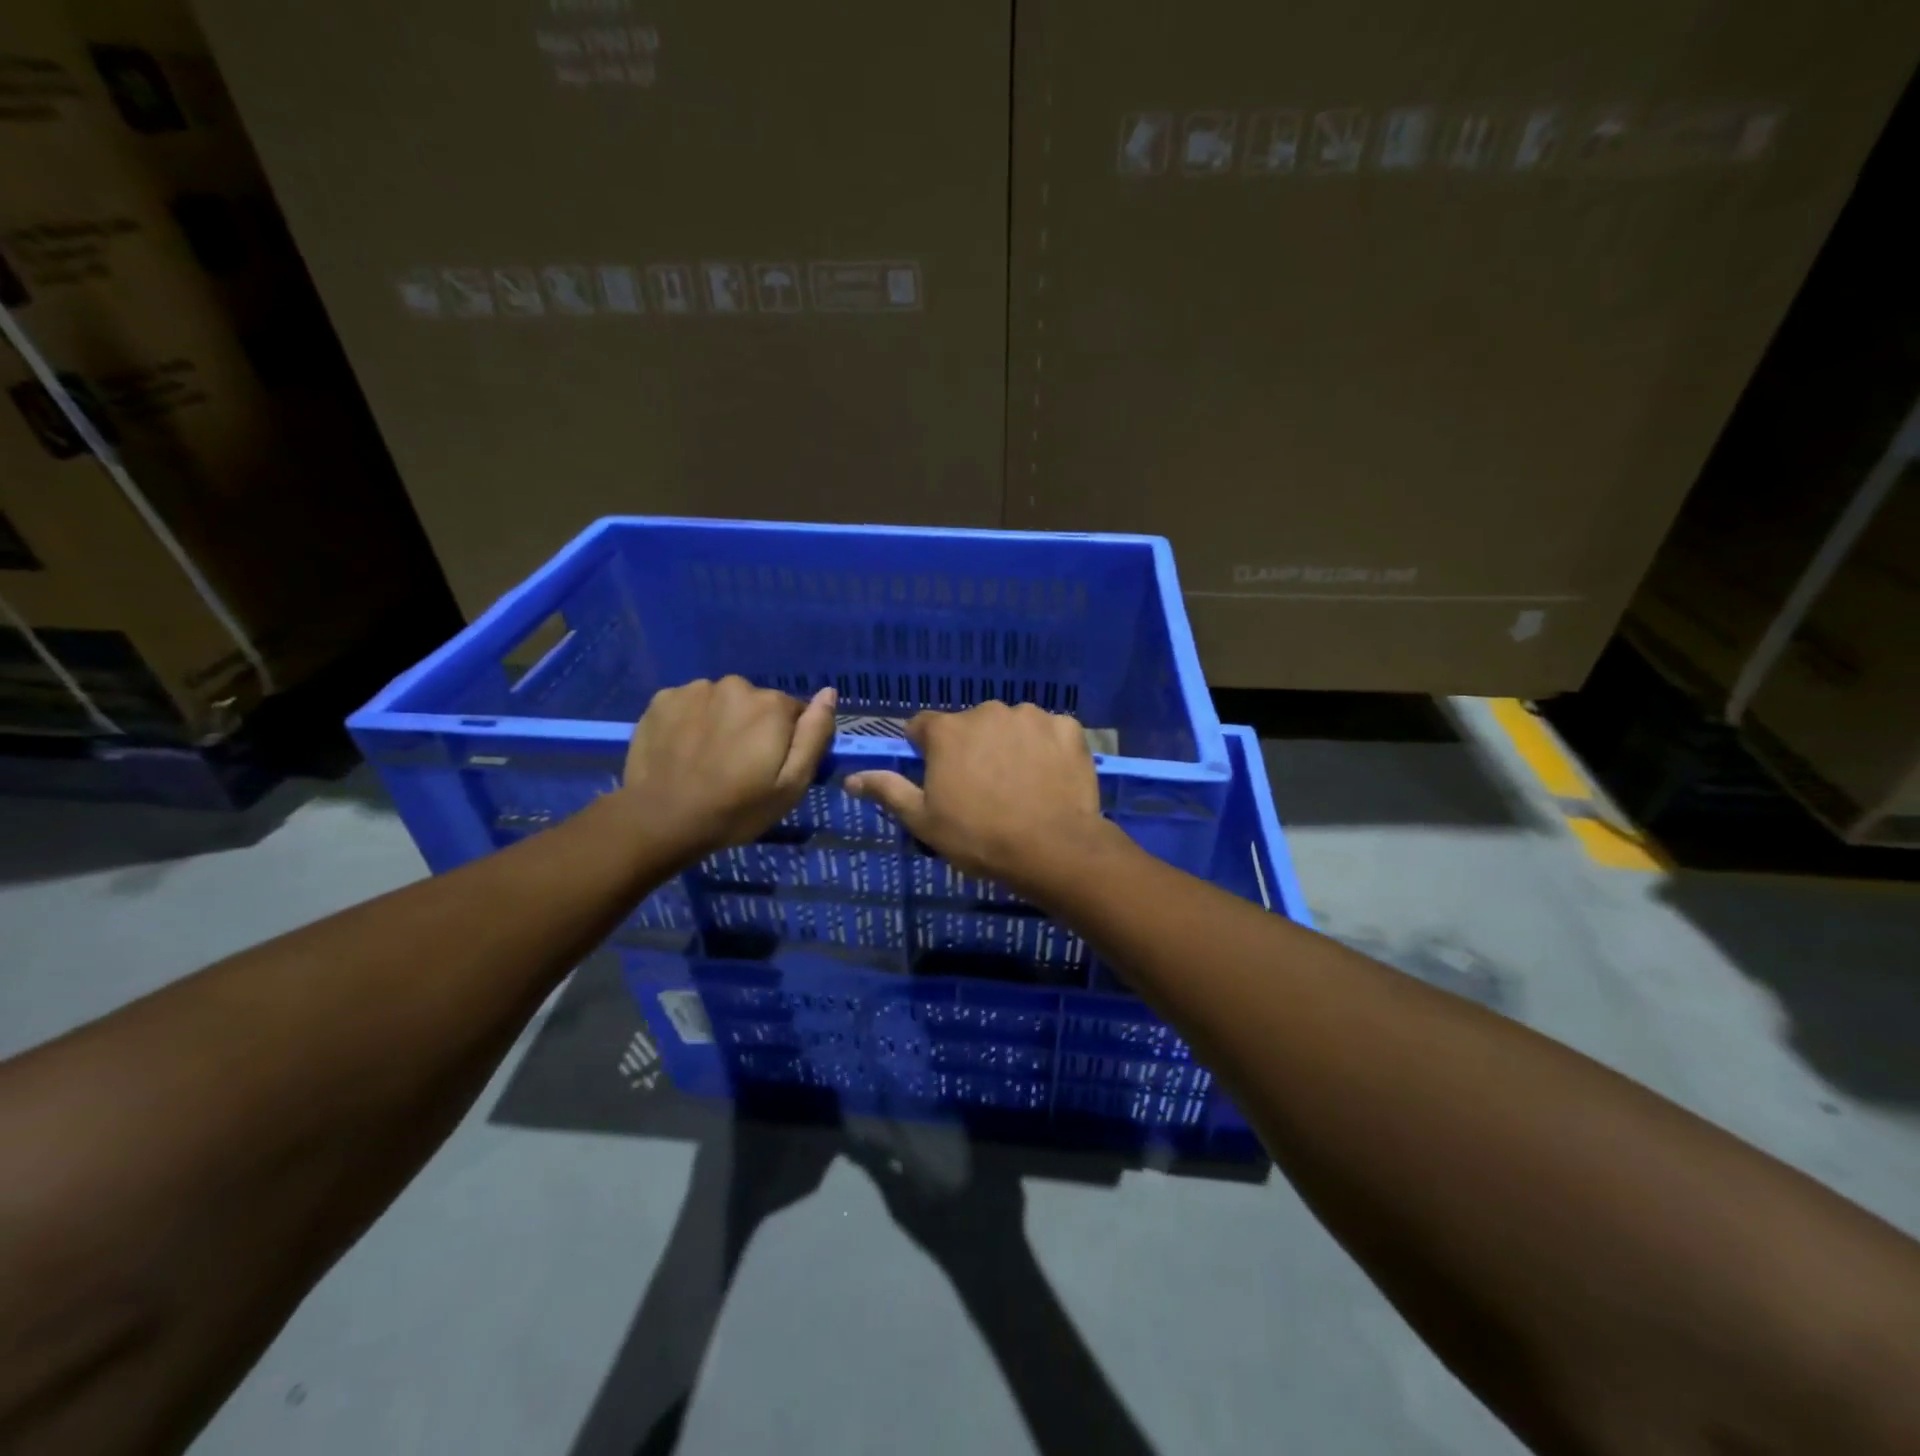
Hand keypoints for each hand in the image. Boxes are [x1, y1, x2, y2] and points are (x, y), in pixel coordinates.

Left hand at [619, 677, 836, 861]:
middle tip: (739, 766)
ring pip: (722, 702)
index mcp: (772, 705)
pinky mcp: (663, 699)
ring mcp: (695, 689)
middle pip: (756, 704)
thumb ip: (815, 734)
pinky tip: (684, 749)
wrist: (662, 820)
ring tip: (709, 758)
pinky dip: (691, 721)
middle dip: (754, 727)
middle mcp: (736, 685)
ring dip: (722, 721)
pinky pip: (690, 705)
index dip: (787, 740)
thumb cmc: (737, 808)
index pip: (794, 712)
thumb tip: (828, 693)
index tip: (771, 767)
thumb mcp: (792, 783)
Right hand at [844, 702, 1111, 897]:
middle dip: (972, 748)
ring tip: (1021, 784)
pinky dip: (1047, 748)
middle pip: (970, 725)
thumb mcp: (923, 821)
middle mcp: (987, 711)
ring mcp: (1031, 716)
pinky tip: (1050, 777)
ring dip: (1010, 744)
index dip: (927, 752)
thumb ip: (888, 790)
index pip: (923, 727)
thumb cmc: (979, 837)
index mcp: (947, 730)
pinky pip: (1050, 732)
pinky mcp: (1067, 727)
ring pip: (1011, 725)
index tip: (938, 778)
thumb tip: (851, 778)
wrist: (1053, 848)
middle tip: (983, 788)